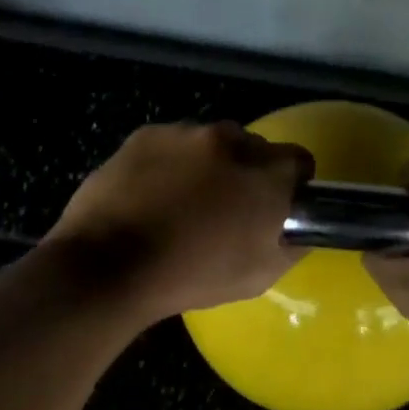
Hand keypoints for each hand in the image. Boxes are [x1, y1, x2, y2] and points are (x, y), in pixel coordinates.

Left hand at [45, 122, 313, 322]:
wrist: (108, 266)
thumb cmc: (191, 277)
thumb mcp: (259, 274)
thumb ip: (292, 242)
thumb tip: (297, 227)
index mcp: (268, 174)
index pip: (299, 162)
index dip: (290, 184)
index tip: (273, 207)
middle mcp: (233, 141)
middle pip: (254, 148)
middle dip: (246, 173)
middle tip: (225, 209)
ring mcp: (187, 133)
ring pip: (211, 143)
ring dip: (208, 165)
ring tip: (181, 202)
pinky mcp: (147, 133)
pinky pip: (172, 143)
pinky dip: (170, 162)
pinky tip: (151, 194)